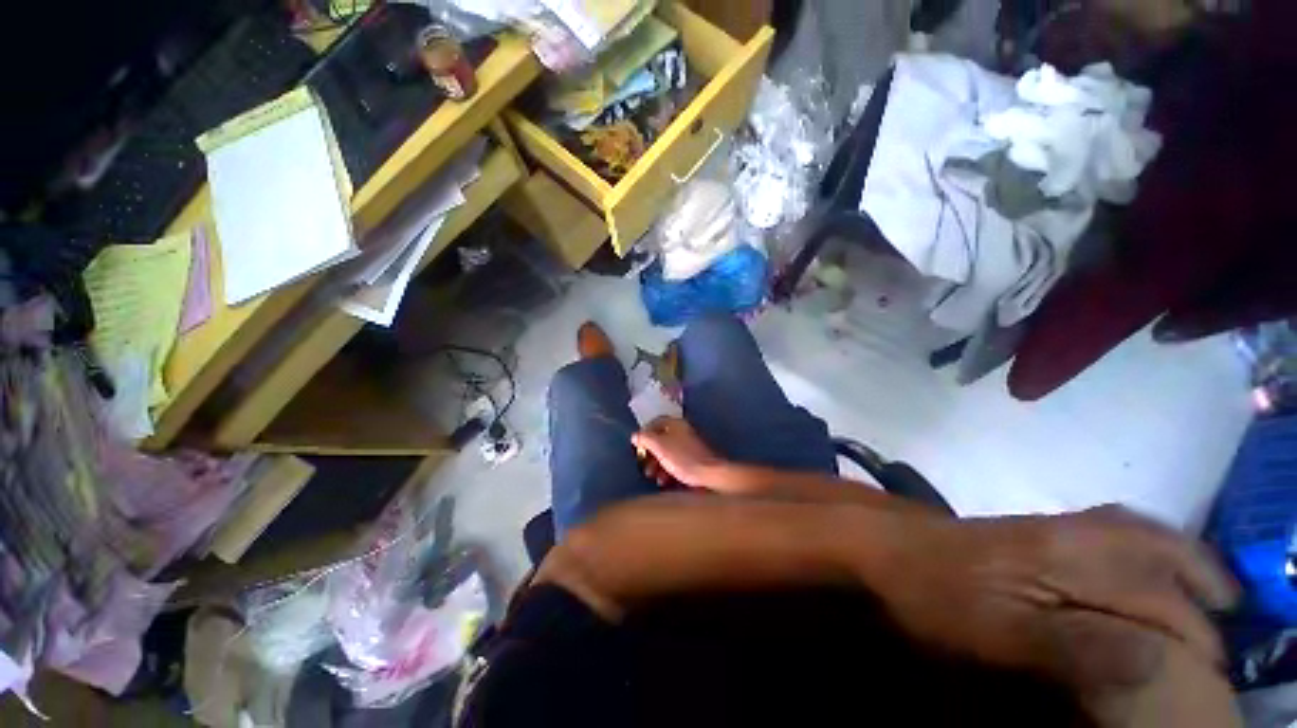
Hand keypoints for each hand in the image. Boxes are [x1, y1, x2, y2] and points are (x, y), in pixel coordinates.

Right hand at [631, 417, 724, 487]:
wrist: (709, 476)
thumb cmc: (682, 458)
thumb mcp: (659, 446)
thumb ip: (645, 438)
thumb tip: (635, 436)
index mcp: (676, 424)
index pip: (656, 422)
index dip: (644, 432)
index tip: (637, 446)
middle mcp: (684, 432)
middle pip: (661, 438)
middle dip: (650, 452)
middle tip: (643, 464)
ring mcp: (690, 446)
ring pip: (668, 452)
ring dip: (657, 463)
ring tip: (652, 476)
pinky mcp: (695, 460)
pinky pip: (677, 461)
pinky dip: (668, 469)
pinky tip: (664, 481)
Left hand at [871, 506, 1236, 718]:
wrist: (885, 545)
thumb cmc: (935, 591)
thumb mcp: (1001, 633)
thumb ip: (1078, 646)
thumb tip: (1158, 661)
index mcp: (1070, 557)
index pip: (1157, 594)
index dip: (1191, 633)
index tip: (1211, 668)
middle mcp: (1069, 531)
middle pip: (1156, 548)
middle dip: (1200, 581)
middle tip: (1225, 615)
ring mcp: (1048, 525)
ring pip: (1133, 530)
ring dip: (1176, 556)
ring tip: (1203, 590)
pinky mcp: (1031, 530)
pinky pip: (1105, 528)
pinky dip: (1140, 543)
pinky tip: (1138, 567)